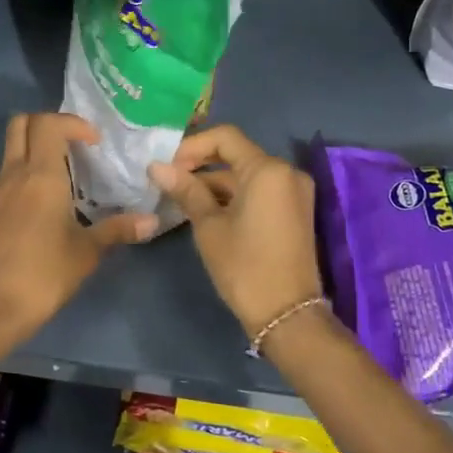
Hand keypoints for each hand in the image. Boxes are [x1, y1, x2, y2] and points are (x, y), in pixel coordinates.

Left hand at [0, 113, 157, 340]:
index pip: (48, 124)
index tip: (96, 143)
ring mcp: (0, 191)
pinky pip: (10, 170)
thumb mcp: (87, 251)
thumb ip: (118, 230)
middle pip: (21, 123)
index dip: (73, 123)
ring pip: (13, 146)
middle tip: (77, 144)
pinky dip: (29, 167)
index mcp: (40, 175)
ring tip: (70, 169)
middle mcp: (16, 174)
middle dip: (50, 123)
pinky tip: (52, 196)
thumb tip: (152, 221)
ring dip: (38, 145)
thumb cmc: (44, 273)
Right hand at [148, 125, 324, 342]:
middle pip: (237, 154)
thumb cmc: (244, 266)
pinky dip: (234, 195)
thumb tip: (156, 166)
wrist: (287, 315)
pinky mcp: (295, 211)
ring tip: (181, 198)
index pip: (225, 137)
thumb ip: (186, 190)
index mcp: (267, 169)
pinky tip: (206, 210)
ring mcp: (294, 192)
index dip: (192, 146)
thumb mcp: (209, 226)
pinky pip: (260, 191)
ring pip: (247, 175)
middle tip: (169, 181)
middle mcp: (287, 172)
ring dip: (215, 182)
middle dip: (201, 164)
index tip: (167, 166)